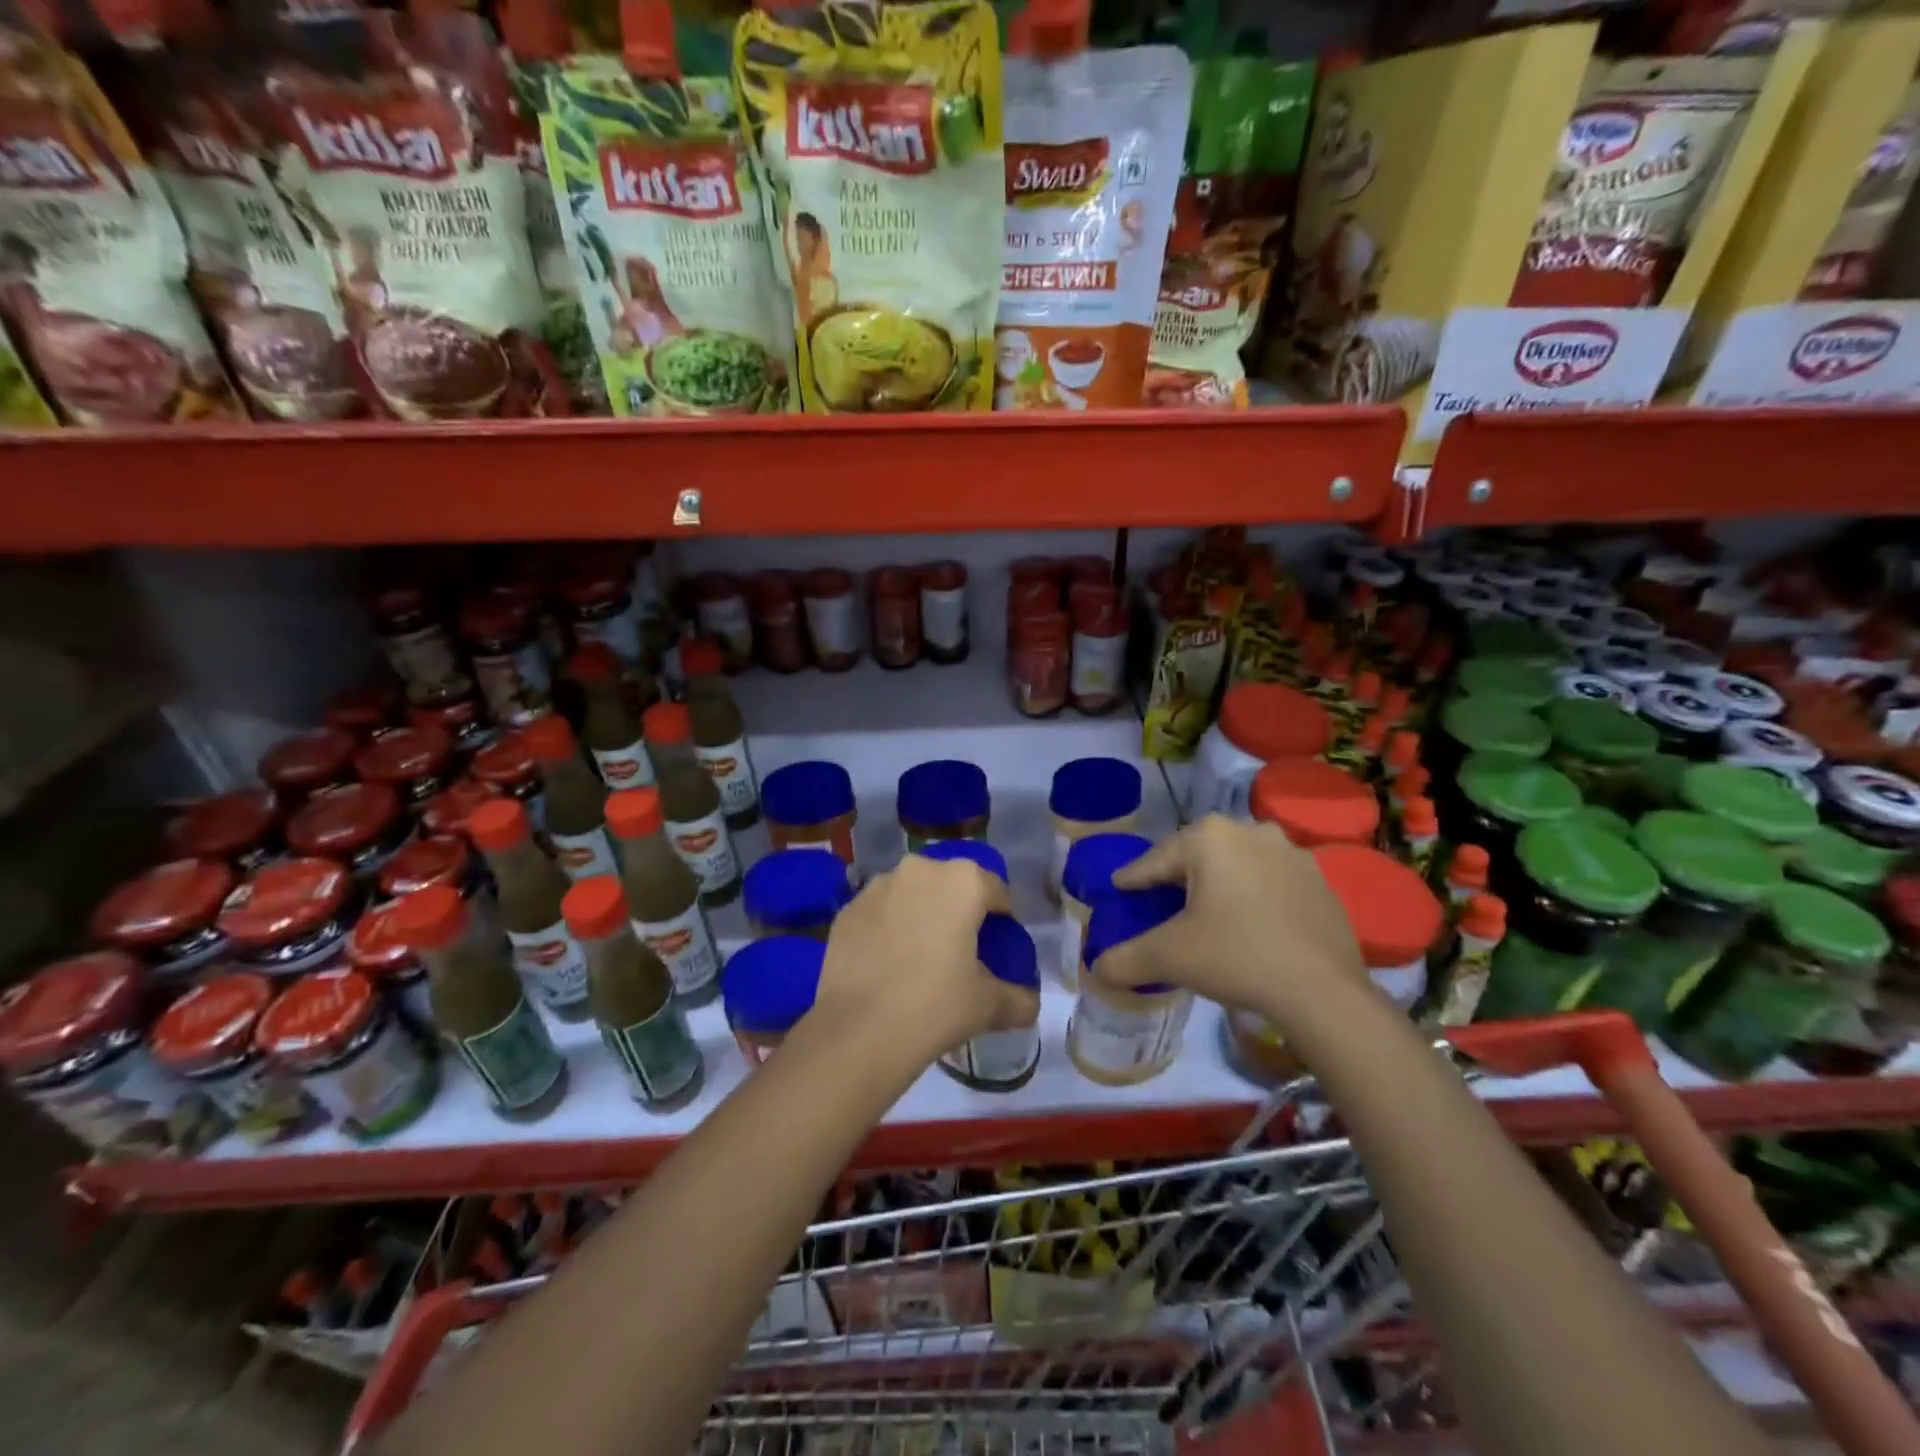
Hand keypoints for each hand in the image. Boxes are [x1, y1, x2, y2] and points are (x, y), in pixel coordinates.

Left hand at [811, 854, 1038, 1066]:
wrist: (859, 1030)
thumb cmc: (935, 1006)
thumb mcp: (989, 1006)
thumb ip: (1019, 999)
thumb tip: (1029, 1004)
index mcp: (963, 882)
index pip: (996, 891)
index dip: (1003, 918)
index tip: (1000, 945)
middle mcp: (920, 870)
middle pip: (952, 884)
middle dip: (959, 909)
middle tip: (961, 949)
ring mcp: (877, 886)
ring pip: (912, 893)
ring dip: (921, 913)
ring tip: (921, 954)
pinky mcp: (847, 908)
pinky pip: (880, 911)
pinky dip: (888, 927)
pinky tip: (887, 962)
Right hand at [1096, 816, 1368, 1028]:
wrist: (1322, 992)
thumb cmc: (1235, 957)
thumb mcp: (1169, 958)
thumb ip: (1125, 959)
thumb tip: (1097, 970)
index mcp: (1210, 838)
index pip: (1157, 859)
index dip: (1134, 878)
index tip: (1119, 888)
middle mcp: (1251, 831)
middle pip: (1199, 855)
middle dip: (1178, 875)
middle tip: (1160, 900)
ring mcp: (1292, 853)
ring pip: (1238, 864)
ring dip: (1220, 882)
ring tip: (1207, 912)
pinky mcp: (1320, 881)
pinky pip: (1271, 882)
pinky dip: (1254, 896)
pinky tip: (1250, 925)